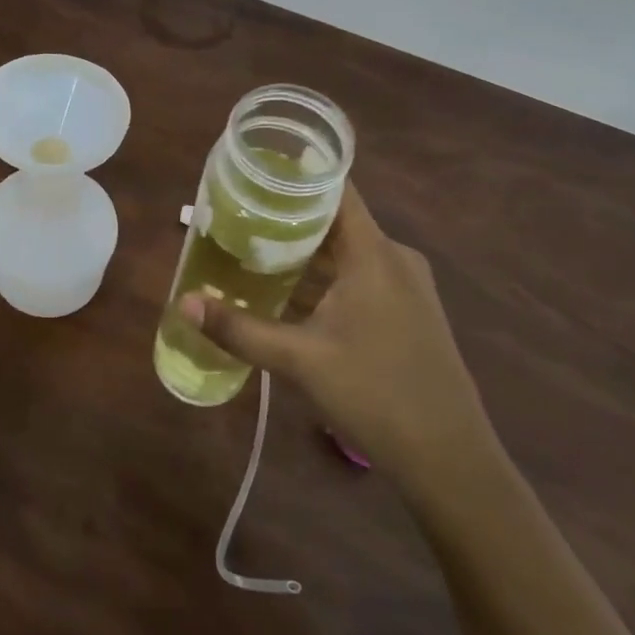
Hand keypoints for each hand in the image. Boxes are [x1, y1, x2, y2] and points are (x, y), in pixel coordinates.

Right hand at [181, 185, 491, 486]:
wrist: (452, 462)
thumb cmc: (375, 396)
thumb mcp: (299, 361)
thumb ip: (239, 329)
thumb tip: (183, 303)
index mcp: (374, 253)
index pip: (335, 189)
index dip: (295, 174)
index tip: (252, 171)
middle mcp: (395, 258)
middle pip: (336, 219)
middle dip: (287, 216)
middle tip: (237, 215)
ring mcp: (409, 285)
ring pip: (348, 250)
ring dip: (306, 250)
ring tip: (254, 248)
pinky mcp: (411, 311)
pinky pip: (362, 274)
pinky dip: (327, 274)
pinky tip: (293, 291)